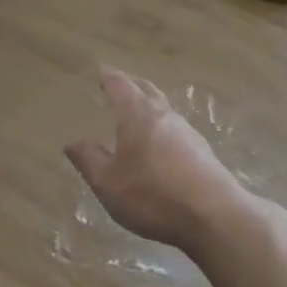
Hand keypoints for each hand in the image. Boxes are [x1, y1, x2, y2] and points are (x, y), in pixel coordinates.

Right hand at [63, 68, 250, 250]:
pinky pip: (175, 127)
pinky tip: (160, 141)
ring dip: (148, 103)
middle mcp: (163, 115)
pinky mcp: (202, 151)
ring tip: (137, 110)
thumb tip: (72, 142)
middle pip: (146, 89)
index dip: (108, 77)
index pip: (120, 85)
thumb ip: (89, 160)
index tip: (101, 70)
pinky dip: (162, 124)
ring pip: (163, 107)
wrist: (214, 216)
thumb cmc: (153, 195)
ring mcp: (187, 131)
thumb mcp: (108, 183)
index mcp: (137, 115)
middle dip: (131, 84)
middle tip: (118, 82)